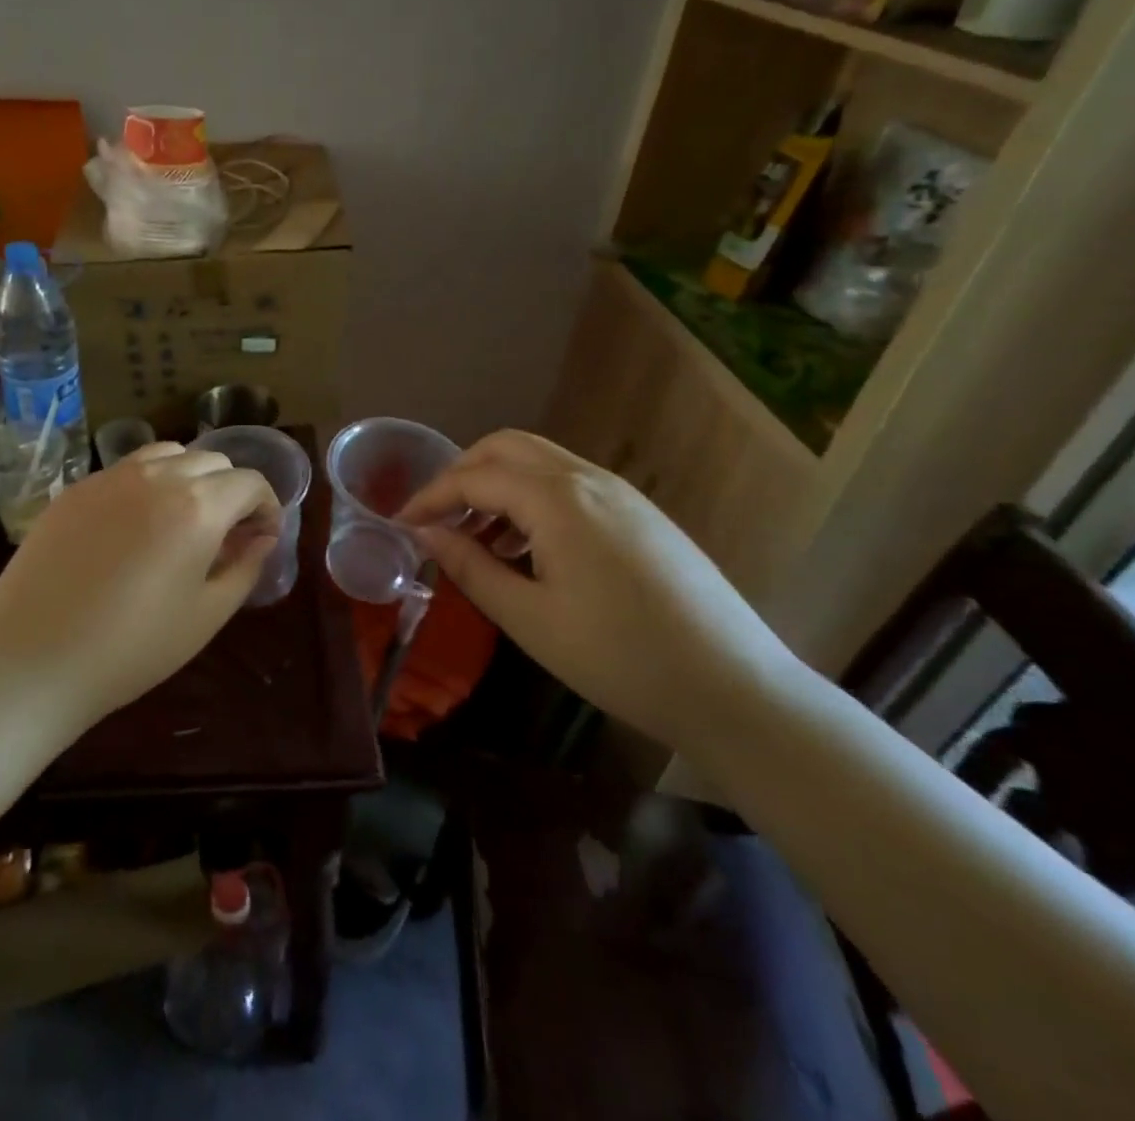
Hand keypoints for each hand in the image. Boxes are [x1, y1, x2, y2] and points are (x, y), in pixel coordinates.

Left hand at [0, 443, 280, 732]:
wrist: (32, 659)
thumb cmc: (132, 648)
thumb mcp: (206, 616)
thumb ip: (245, 567)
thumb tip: (263, 537)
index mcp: (198, 506)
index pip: (250, 481)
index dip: (266, 506)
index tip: (262, 537)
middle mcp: (157, 476)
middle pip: (212, 460)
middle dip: (231, 489)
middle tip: (225, 533)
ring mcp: (111, 477)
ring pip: (168, 453)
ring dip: (189, 476)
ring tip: (181, 518)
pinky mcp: (76, 488)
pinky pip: (126, 469)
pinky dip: (148, 483)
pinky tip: (134, 525)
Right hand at [399, 430, 798, 751]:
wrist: (734, 688)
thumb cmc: (619, 658)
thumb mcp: (529, 619)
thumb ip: (470, 566)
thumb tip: (426, 532)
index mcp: (557, 499)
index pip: (475, 477)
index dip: (430, 496)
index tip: (400, 524)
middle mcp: (588, 478)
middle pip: (507, 447)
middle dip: (462, 473)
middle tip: (436, 517)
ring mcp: (621, 492)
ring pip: (540, 462)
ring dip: (498, 485)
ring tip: (476, 539)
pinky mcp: (640, 513)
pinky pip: (570, 485)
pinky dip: (532, 499)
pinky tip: (527, 549)